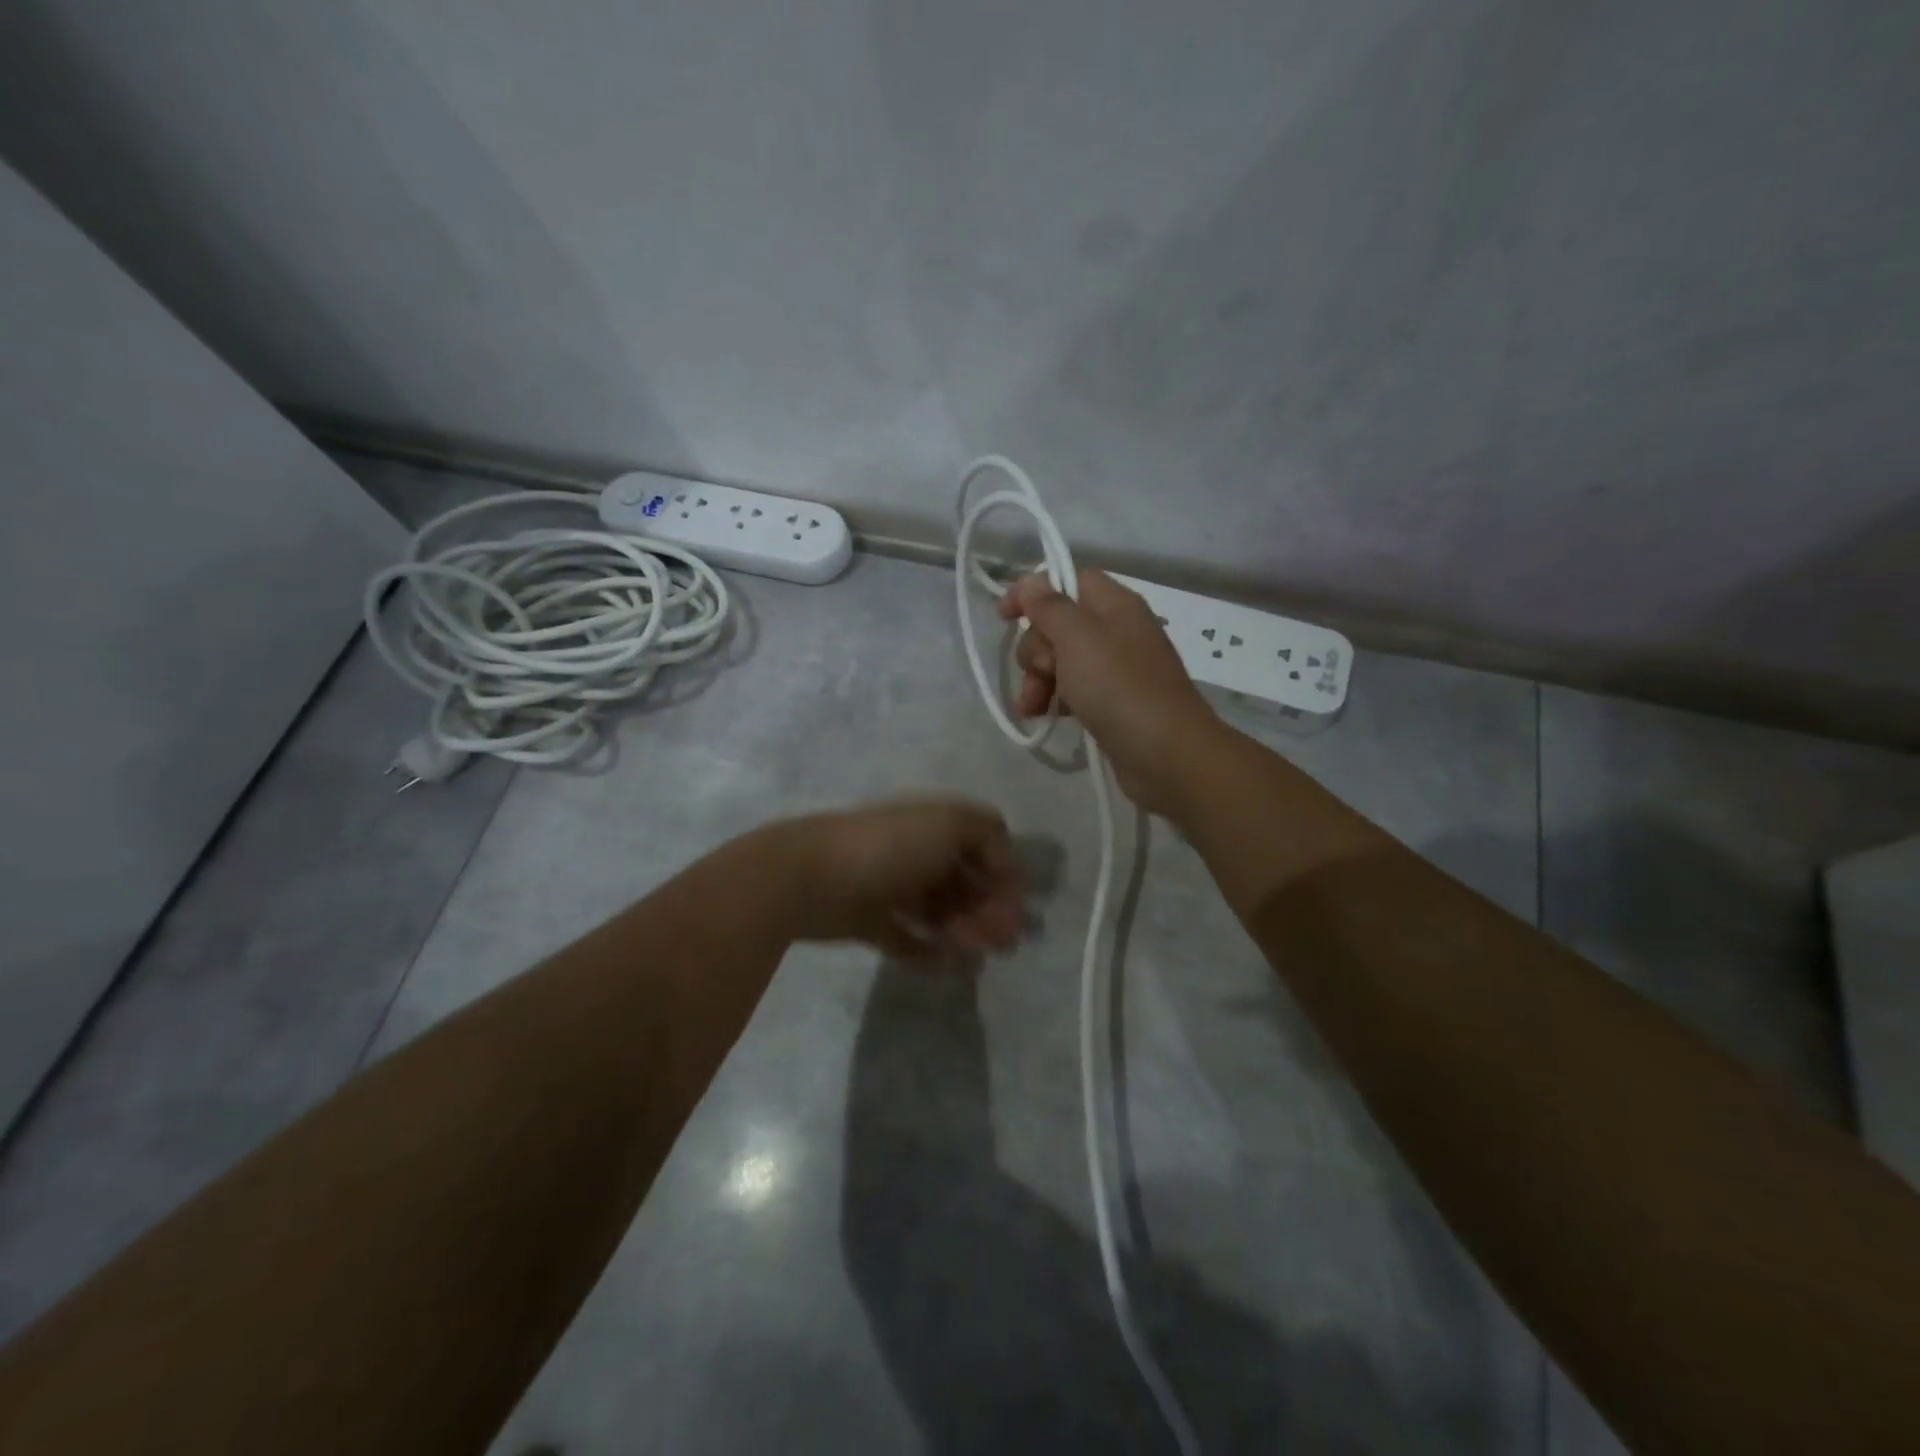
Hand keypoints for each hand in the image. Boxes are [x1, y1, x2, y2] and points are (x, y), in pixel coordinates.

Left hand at [779, 798, 1024, 956]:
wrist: (810, 876)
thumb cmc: (888, 847)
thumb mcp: (949, 824)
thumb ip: (987, 835)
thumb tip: (1003, 864)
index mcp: (933, 825)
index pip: (982, 847)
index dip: (1004, 876)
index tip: (1018, 909)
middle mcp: (914, 852)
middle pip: (963, 882)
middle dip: (988, 910)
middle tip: (1005, 944)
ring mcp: (889, 886)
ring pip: (938, 911)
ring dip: (963, 931)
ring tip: (974, 956)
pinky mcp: (867, 920)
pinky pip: (904, 937)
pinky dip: (926, 950)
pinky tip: (944, 965)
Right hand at [1000, 569, 1222, 815]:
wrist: (1166, 754)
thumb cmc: (1119, 688)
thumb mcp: (1078, 639)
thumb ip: (1050, 607)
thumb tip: (1032, 581)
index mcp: (1114, 605)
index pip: (1069, 580)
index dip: (1034, 593)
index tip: (1004, 617)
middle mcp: (1116, 631)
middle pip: (1059, 625)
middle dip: (1035, 650)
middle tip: (1040, 674)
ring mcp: (1115, 669)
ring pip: (1061, 661)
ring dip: (1038, 680)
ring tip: (1032, 708)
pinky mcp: (1112, 703)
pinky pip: (1074, 690)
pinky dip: (1055, 700)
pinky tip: (1044, 718)